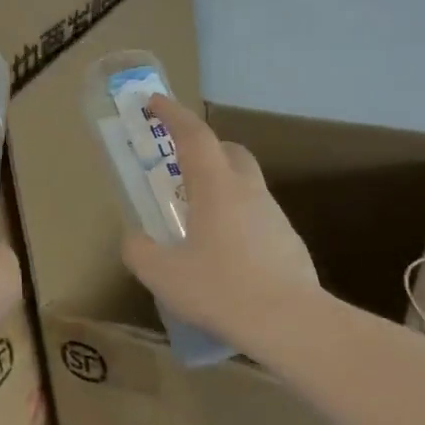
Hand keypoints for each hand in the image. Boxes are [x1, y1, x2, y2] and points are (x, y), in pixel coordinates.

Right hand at [122, 95, 326, 358]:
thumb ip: (138, 251)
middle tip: (179, 163)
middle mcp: (248, 192)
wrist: (290, 323)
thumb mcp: (162, 274)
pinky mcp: (288, 242)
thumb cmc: (220, 289)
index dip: (172, 114)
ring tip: (196, 218)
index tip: (154, 102)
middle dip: (204, 147)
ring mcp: (273, 216)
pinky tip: (223, 253)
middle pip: (229, 151)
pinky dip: (236, 218)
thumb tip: (134, 239)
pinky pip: (256, 216)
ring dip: (220, 186)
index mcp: (216, 187)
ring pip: (245, 184)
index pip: (194, 136)